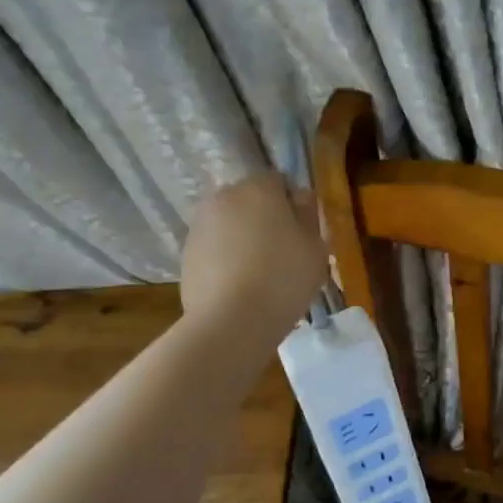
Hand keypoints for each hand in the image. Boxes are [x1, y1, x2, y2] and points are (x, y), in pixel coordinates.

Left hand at [180, 174, 328, 344]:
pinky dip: (226, 259)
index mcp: (258, 188)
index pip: (278, 181)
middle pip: (250, 201)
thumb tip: (299, 198)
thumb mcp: (316, 248)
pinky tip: (240, 287)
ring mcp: (200, 226)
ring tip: (260, 274)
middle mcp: (224, 198)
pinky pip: (214, 248)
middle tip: (284, 253)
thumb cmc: (284, 278)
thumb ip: (309, 216)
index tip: (303, 232)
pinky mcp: (186, 254)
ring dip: (243, 239)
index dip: (292, 204)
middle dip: (265, 219)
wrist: (231, 321)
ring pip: (230, 225)